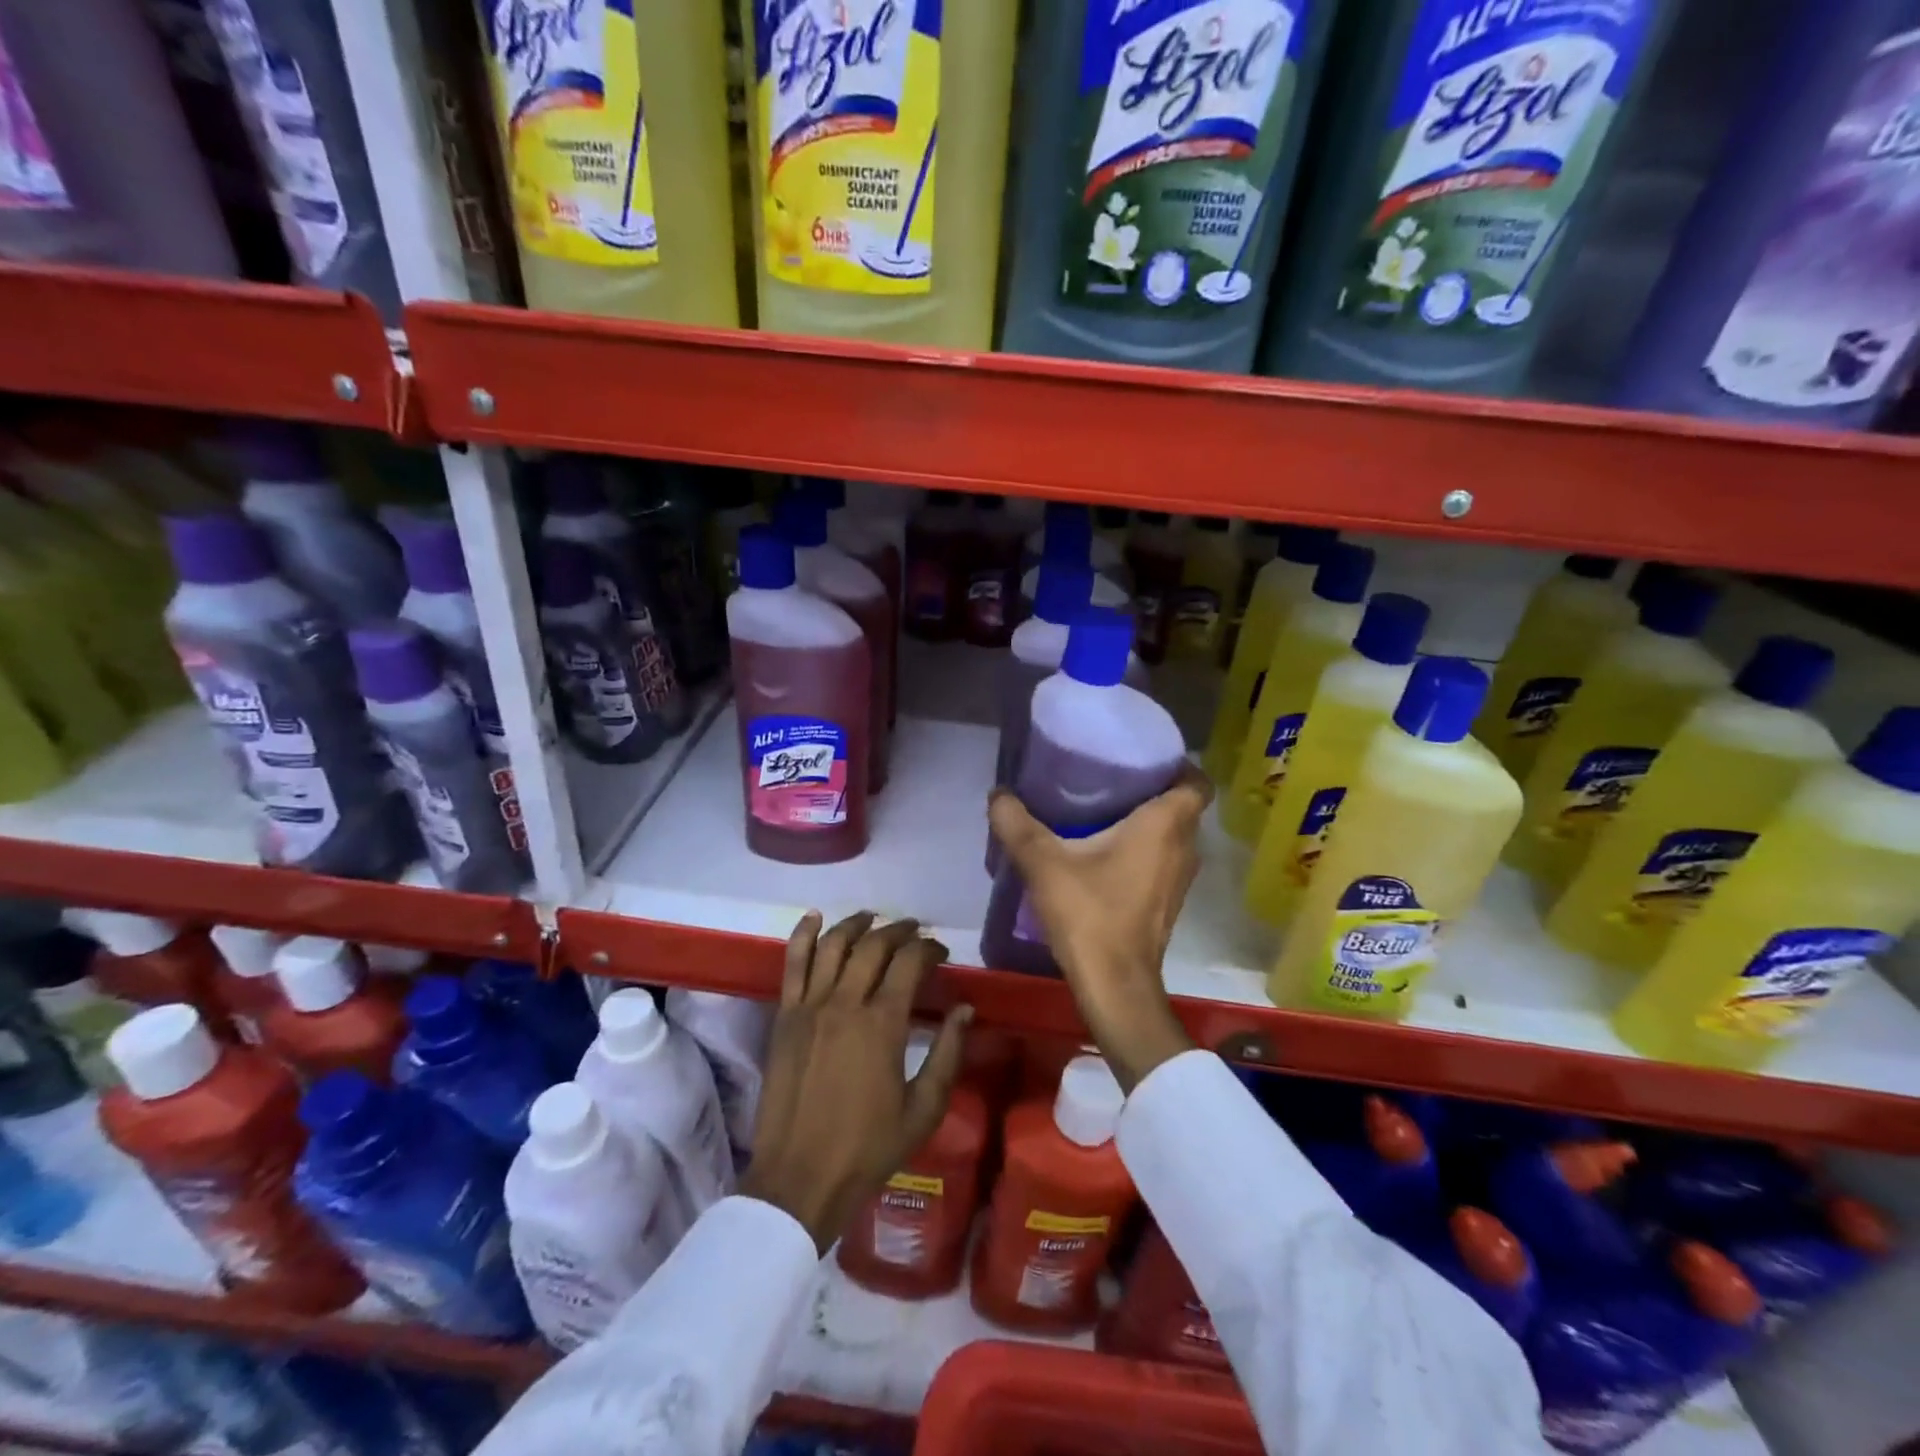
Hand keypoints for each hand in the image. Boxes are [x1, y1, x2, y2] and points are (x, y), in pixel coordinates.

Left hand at [742, 911, 970, 1253]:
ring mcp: (810, 1006)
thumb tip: (964, 1009)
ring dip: (856, 925)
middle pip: (873, 946)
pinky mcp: (784, 1016)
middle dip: (899, 931)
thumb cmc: (868, 1148)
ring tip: (873, 919)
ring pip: (834, 945)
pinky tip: (815, 917)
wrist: (799, 1178)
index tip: (941, 953)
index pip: (909, 963)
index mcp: (882, 1024)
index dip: (928, 950)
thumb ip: (947, 1054)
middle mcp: (845, 1003)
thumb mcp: (924, 1109)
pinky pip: (793, 964)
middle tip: (915, 932)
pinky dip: (803, 935)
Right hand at [987, 766, 1209, 1090]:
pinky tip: (1105, 851)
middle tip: (1111, 776)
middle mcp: (1185, 846)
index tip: (1141, 757)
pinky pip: (1164, 858)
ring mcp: (1180, 878)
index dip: (1175, 764)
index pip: (1195, 780)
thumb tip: (998, 793)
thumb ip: (1017, 824)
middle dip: (1153, 788)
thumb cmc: (1089, 914)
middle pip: (1182, 805)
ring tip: (1104, 808)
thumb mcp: (1044, 863)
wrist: (1115, 985)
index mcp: (1166, 824)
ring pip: (1174, 834)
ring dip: (1148, 820)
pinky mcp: (1169, 901)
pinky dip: (1144, 848)